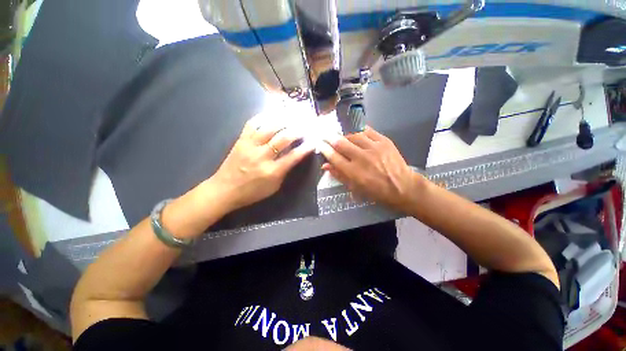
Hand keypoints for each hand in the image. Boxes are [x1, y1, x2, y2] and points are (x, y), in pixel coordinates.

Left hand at [210, 118, 314, 210]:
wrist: (224, 190)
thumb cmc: (252, 192)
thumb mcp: (274, 187)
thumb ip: (285, 171)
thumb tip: (294, 157)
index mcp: (271, 171)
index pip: (293, 156)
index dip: (305, 148)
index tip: (314, 141)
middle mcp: (261, 156)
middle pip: (282, 138)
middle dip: (297, 131)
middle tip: (305, 126)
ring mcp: (250, 146)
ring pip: (269, 127)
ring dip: (284, 120)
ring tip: (293, 116)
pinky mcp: (241, 140)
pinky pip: (252, 123)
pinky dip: (263, 116)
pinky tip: (273, 113)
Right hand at [318, 127, 419, 211]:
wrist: (402, 186)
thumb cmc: (376, 191)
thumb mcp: (355, 188)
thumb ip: (339, 175)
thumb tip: (325, 165)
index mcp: (353, 172)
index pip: (334, 157)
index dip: (324, 149)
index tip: (319, 143)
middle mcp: (362, 158)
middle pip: (341, 142)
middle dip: (329, 137)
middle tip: (325, 134)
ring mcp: (374, 148)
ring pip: (353, 134)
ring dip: (344, 134)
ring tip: (341, 135)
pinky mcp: (384, 141)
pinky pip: (367, 130)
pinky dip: (358, 130)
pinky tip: (354, 131)